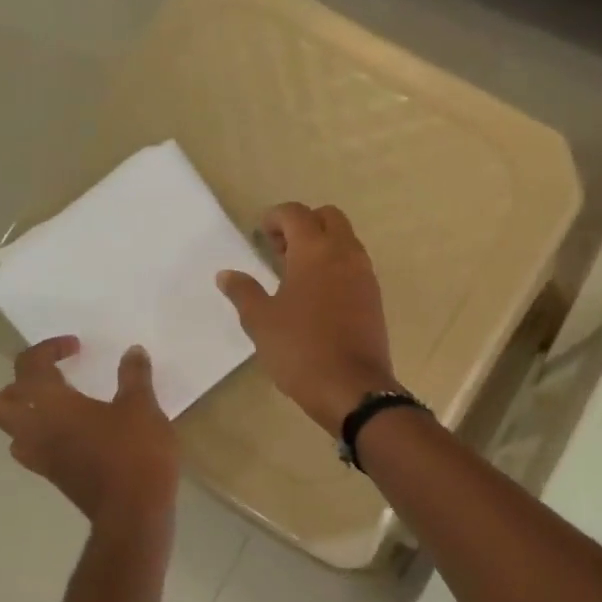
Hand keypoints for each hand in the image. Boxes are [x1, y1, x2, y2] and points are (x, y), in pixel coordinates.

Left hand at [0, 338, 178, 520]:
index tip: (77, 347)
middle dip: (23, 385)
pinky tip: (79, 434)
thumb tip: (132, 352)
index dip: (49, 349)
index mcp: (50, 403)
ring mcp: (41, 457)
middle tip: (55, 378)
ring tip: (64, 406)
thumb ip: (134, 376)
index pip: (30, 365)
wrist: (133, 512)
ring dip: (31, 413)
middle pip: (4, 402)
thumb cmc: (134, 452)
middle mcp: (35, 429)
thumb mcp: (142, 406)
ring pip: (15, 430)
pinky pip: (36, 449)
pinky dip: (48, 436)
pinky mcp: (55, 477)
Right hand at [217, 203, 399, 435]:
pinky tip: (317, 296)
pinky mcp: (374, 298)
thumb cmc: (300, 349)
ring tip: (295, 275)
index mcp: (315, 251)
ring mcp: (365, 276)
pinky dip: (336, 267)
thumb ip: (243, 292)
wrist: (353, 388)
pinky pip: (355, 266)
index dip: (275, 218)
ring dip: (322, 245)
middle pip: (328, 218)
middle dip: (303, 224)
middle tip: (279, 251)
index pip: (296, 213)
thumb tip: (227, 275)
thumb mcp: (261, 322)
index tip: (259, 236)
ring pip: (345, 241)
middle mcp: (345, 254)